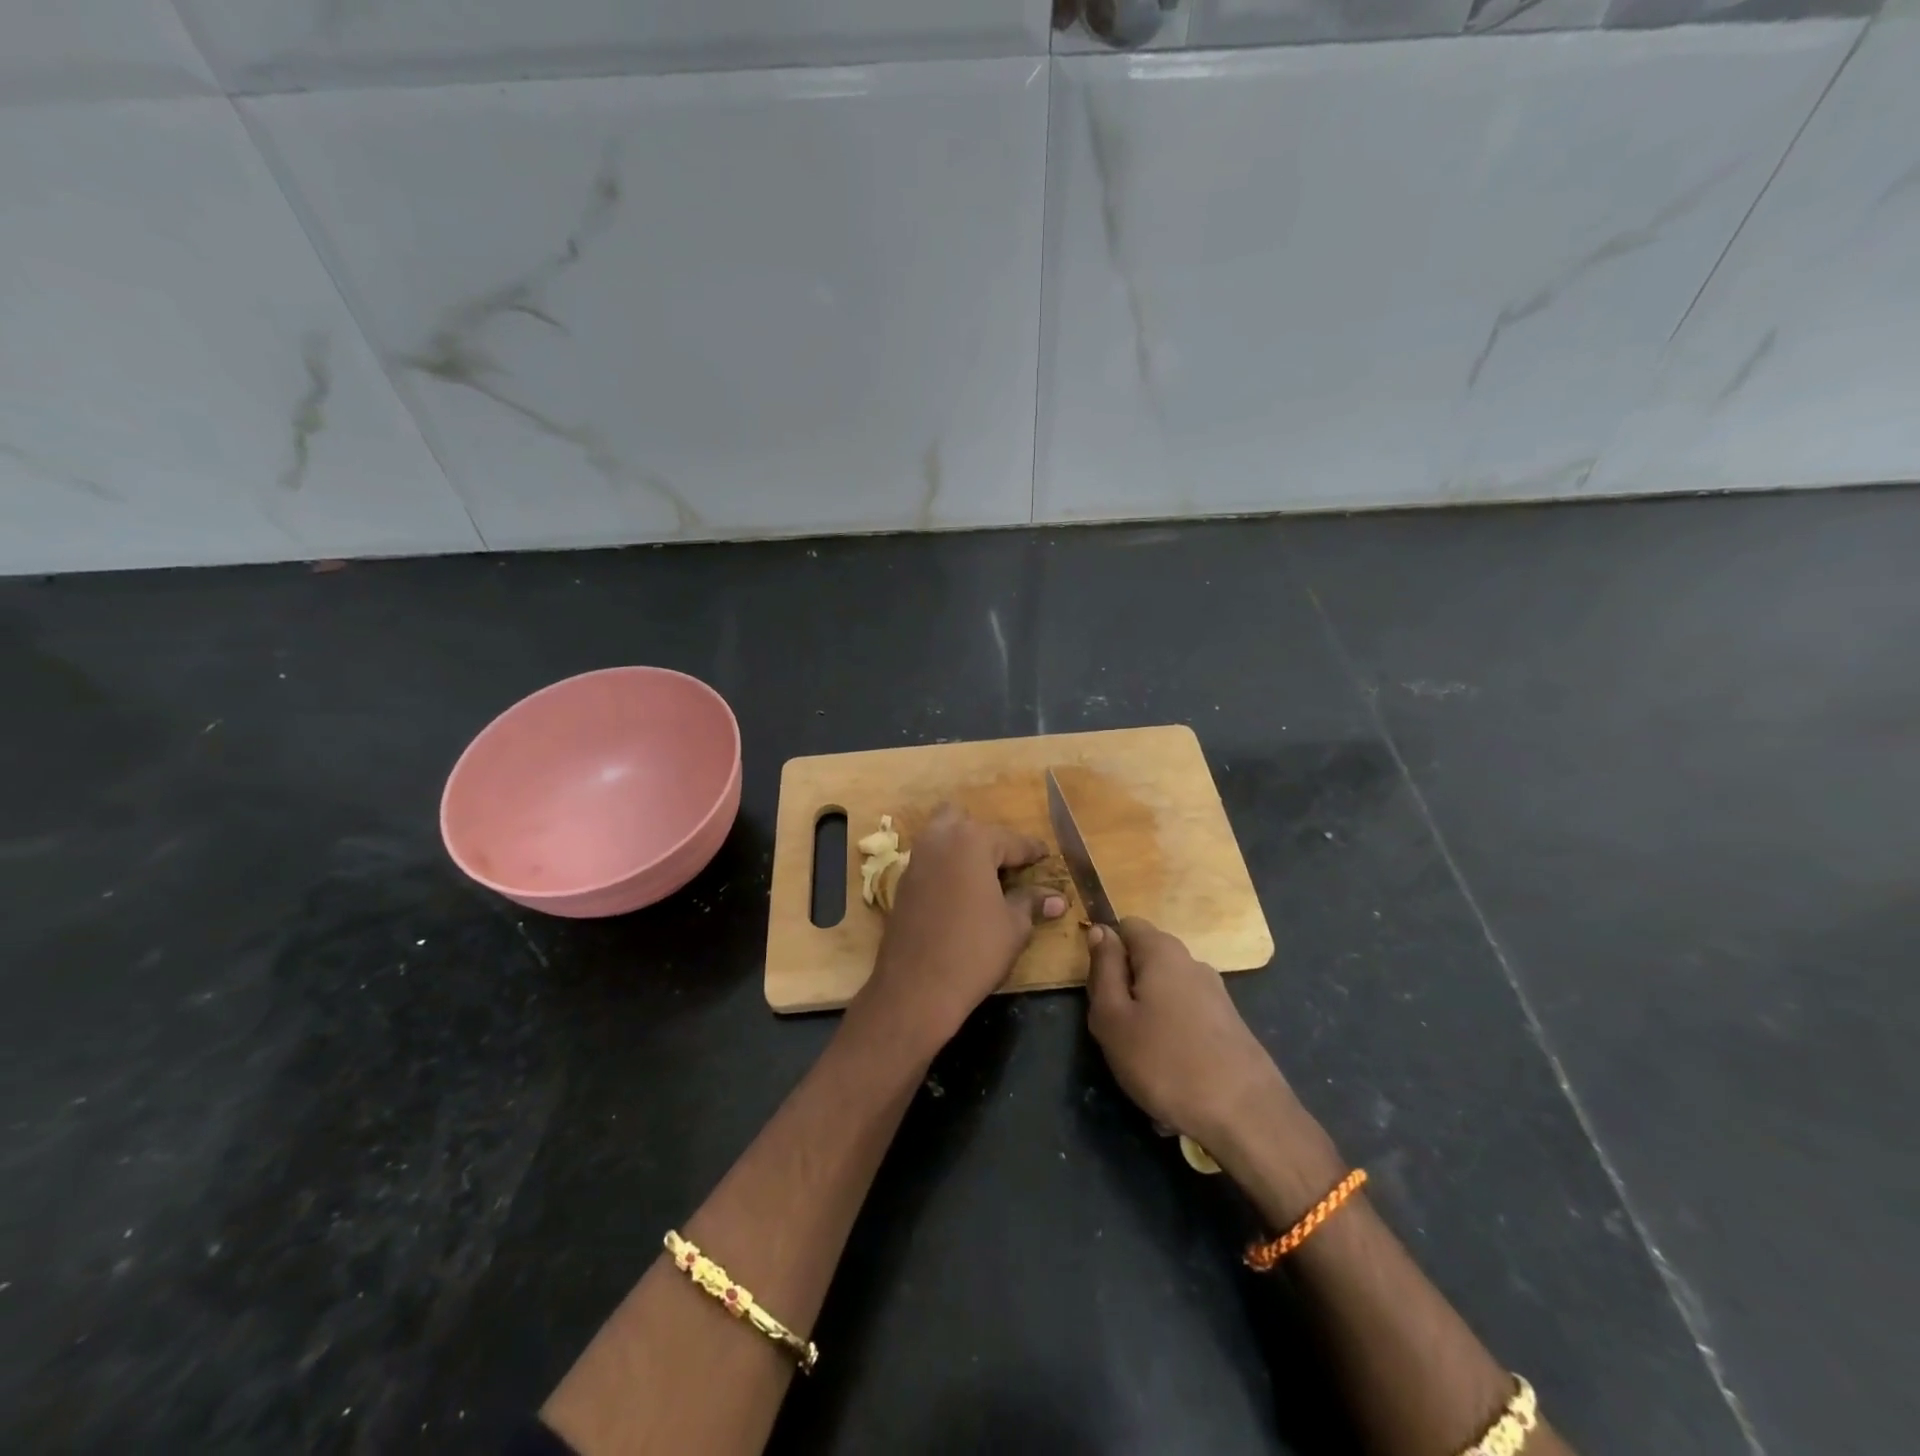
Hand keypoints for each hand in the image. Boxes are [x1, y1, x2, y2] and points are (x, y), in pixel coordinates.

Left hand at [857, 804, 1066, 1053]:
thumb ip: (1032, 902)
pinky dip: (946, 867)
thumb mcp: (1013, 926)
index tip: (1046, 856)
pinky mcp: (902, 882)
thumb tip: (1057, 898)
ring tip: (986, 878)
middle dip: (988, 839)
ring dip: (963, 849)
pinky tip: (961, 893)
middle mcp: (939, 840)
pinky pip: (930, 861)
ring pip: (942, 837)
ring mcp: (916, 859)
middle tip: (1008, 865)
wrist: (916, 987)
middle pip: (966, 822)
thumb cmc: (974, 951)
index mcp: (972, 841)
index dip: (1033, 852)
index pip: (1012, 841)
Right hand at [1085, 918, 1296, 1151]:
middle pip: (1145, 961)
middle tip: (1115, 1030)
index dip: (1106, 951)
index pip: (1126, 926)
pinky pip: (1186, 1021)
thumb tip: (1101, 931)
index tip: (1099, 990)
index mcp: (1162, 951)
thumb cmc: (1165, 1062)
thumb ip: (1103, 968)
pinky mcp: (1229, 1024)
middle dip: (1126, 989)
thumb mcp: (1112, 1017)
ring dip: (1148, 1019)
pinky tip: (1171, 1078)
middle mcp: (1192, 962)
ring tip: (1142, 1063)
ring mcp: (1215, 993)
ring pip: (1164, 994)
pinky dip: (1173, 1041)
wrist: (1246, 1116)